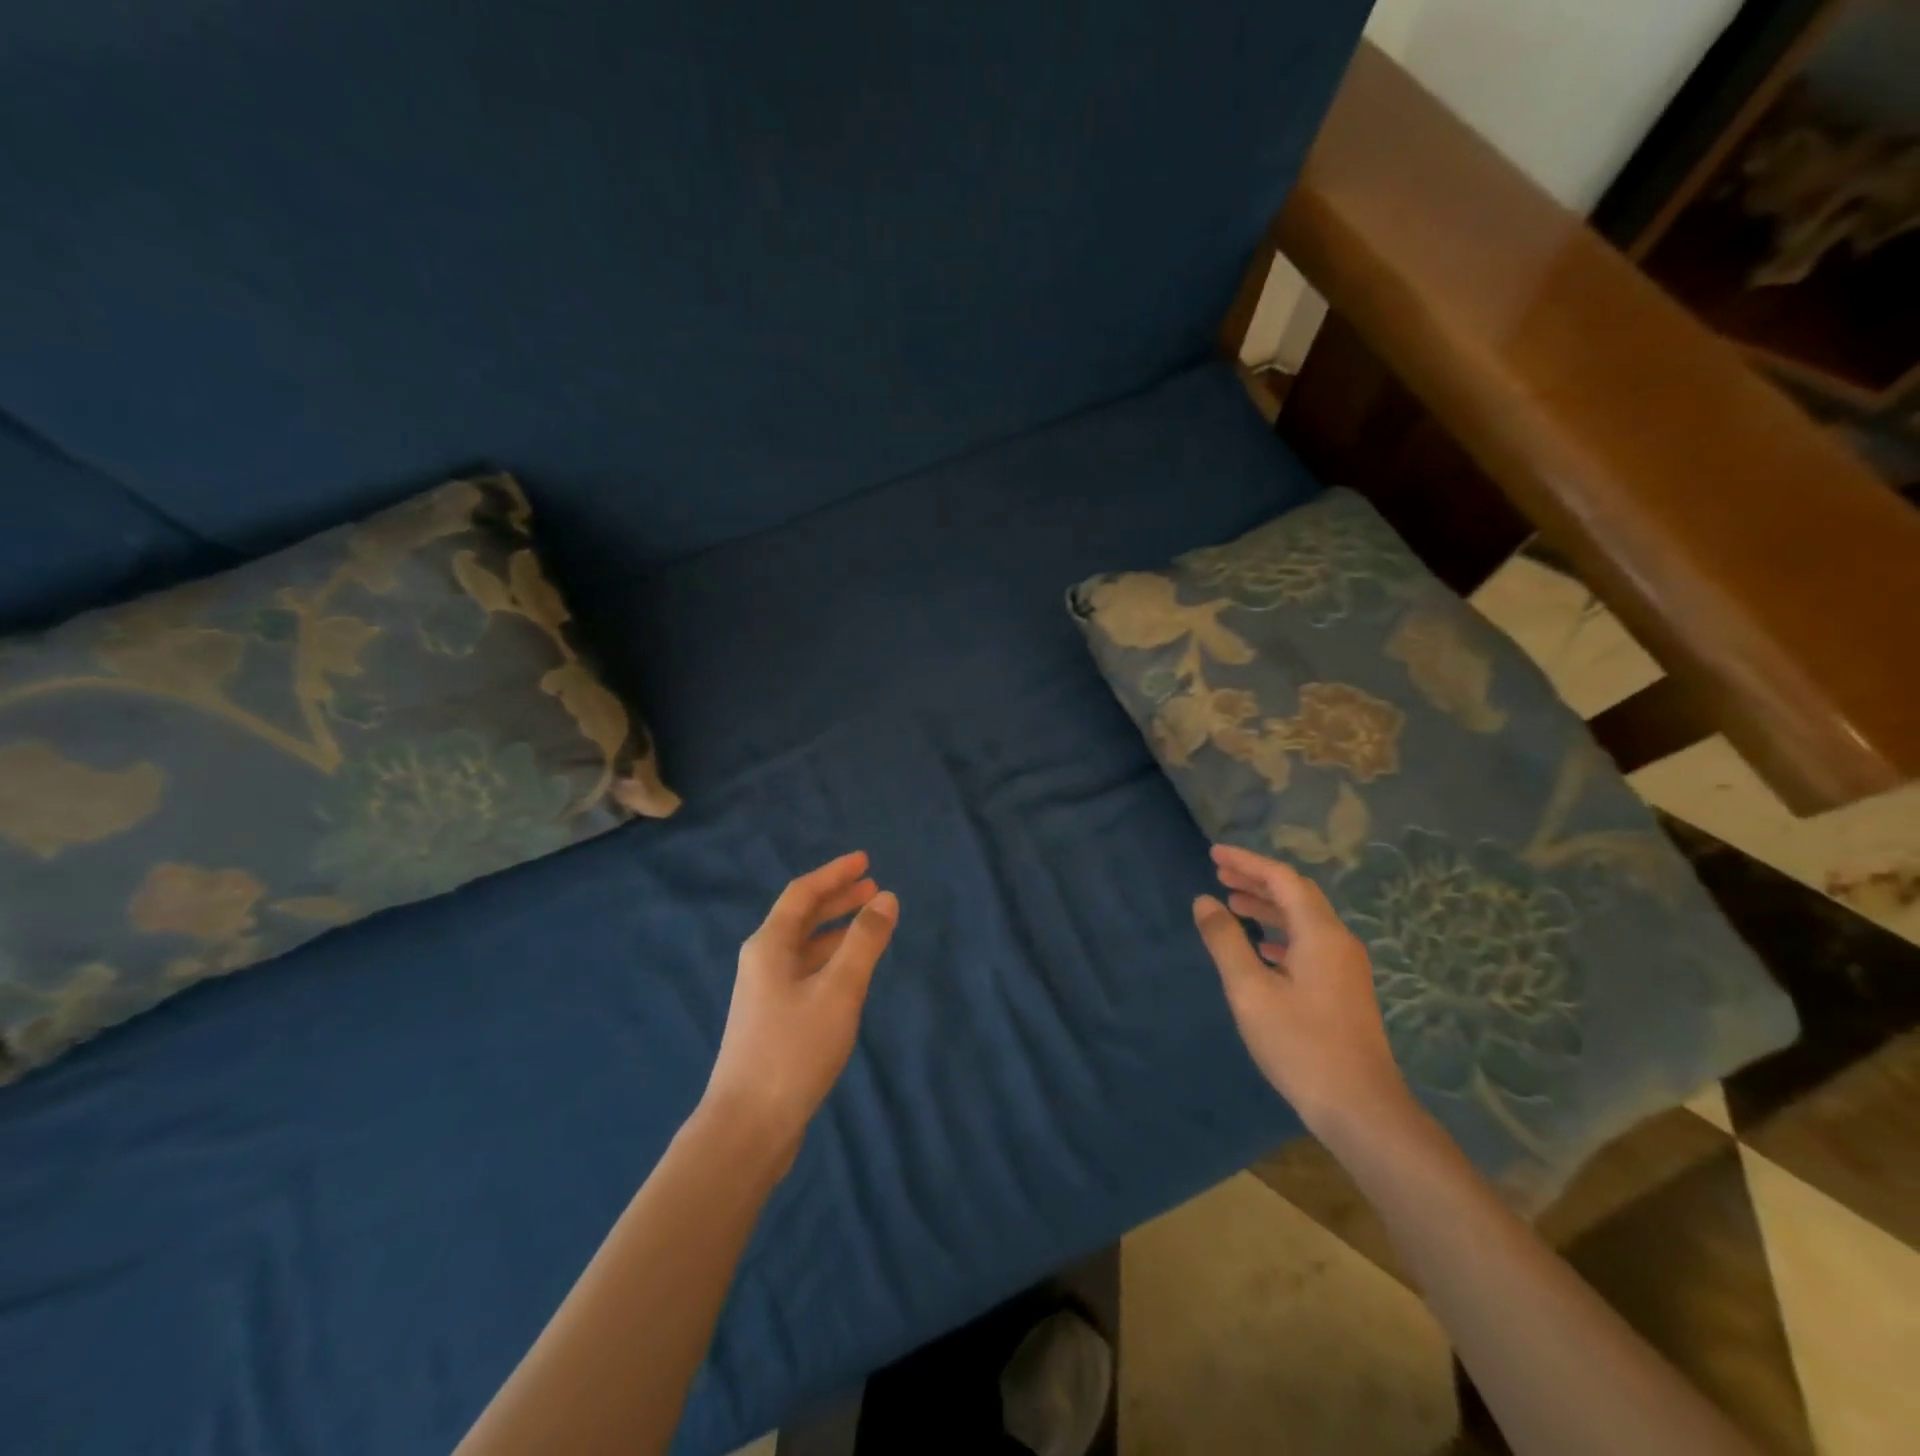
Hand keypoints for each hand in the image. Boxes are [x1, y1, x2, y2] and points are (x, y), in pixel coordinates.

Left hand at [704, 852, 897, 1166]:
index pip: (803, 894)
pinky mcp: (772, 1020)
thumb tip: (886, 898)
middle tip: (874, 888)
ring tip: (869, 924)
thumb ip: (864, 942)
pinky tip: (850, 972)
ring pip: (804, 946)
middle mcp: (762, 961)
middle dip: (837, 899)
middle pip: (801, 917)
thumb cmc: (794, 1050)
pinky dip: (830, 960)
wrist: (747, 1127)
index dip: (834, 874)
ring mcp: (764, 992)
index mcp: (769, 945)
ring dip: (836, 930)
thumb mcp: (838, 990)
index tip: (865, 861)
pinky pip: (805, 972)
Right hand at [1192, 844, 1413, 1144]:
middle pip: (1296, 894)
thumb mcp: (1250, 992)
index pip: (1282, 879)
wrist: (1361, 1109)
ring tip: (1232, 903)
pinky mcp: (1344, 989)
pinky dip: (1280, 934)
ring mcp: (1345, 967)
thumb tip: (1204, 901)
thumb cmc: (1301, 1046)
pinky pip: (1309, 943)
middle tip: (1219, 873)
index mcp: (1319, 934)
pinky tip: (1260, 949)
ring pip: (1303, 920)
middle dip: (1257, 880)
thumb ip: (1225, 942)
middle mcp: (1338, 941)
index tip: (1213, 854)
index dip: (1247, 862)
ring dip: (1268, 907)